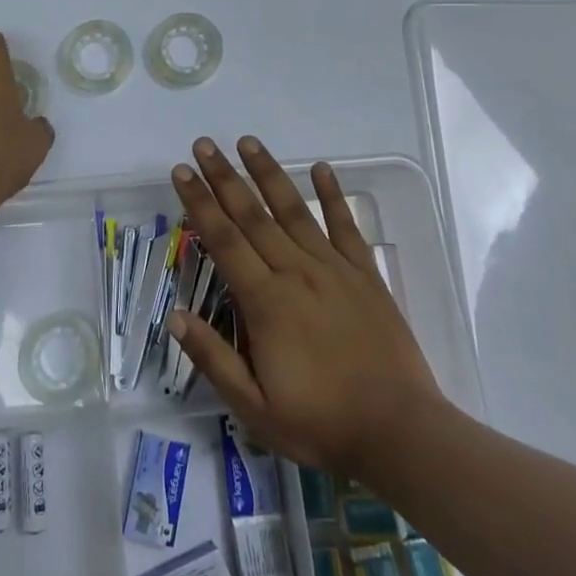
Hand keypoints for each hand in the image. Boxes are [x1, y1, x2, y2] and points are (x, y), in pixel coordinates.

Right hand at [170, 136, 447, 476]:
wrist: (400, 433)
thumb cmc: (321, 423)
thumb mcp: (253, 407)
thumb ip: (213, 358)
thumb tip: (175, 316)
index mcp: (265, 301)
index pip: (223, 240)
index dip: (199, 203)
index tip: (181, 172)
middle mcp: (295, 272)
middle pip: (252, 215)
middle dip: (224, 177)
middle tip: (204, 144)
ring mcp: (334, 269)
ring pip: (294, 210)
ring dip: (268, 173)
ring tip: (248, 142)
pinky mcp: (365, 275)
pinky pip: (346, 226)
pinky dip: (333, 195)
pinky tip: (321, 167)